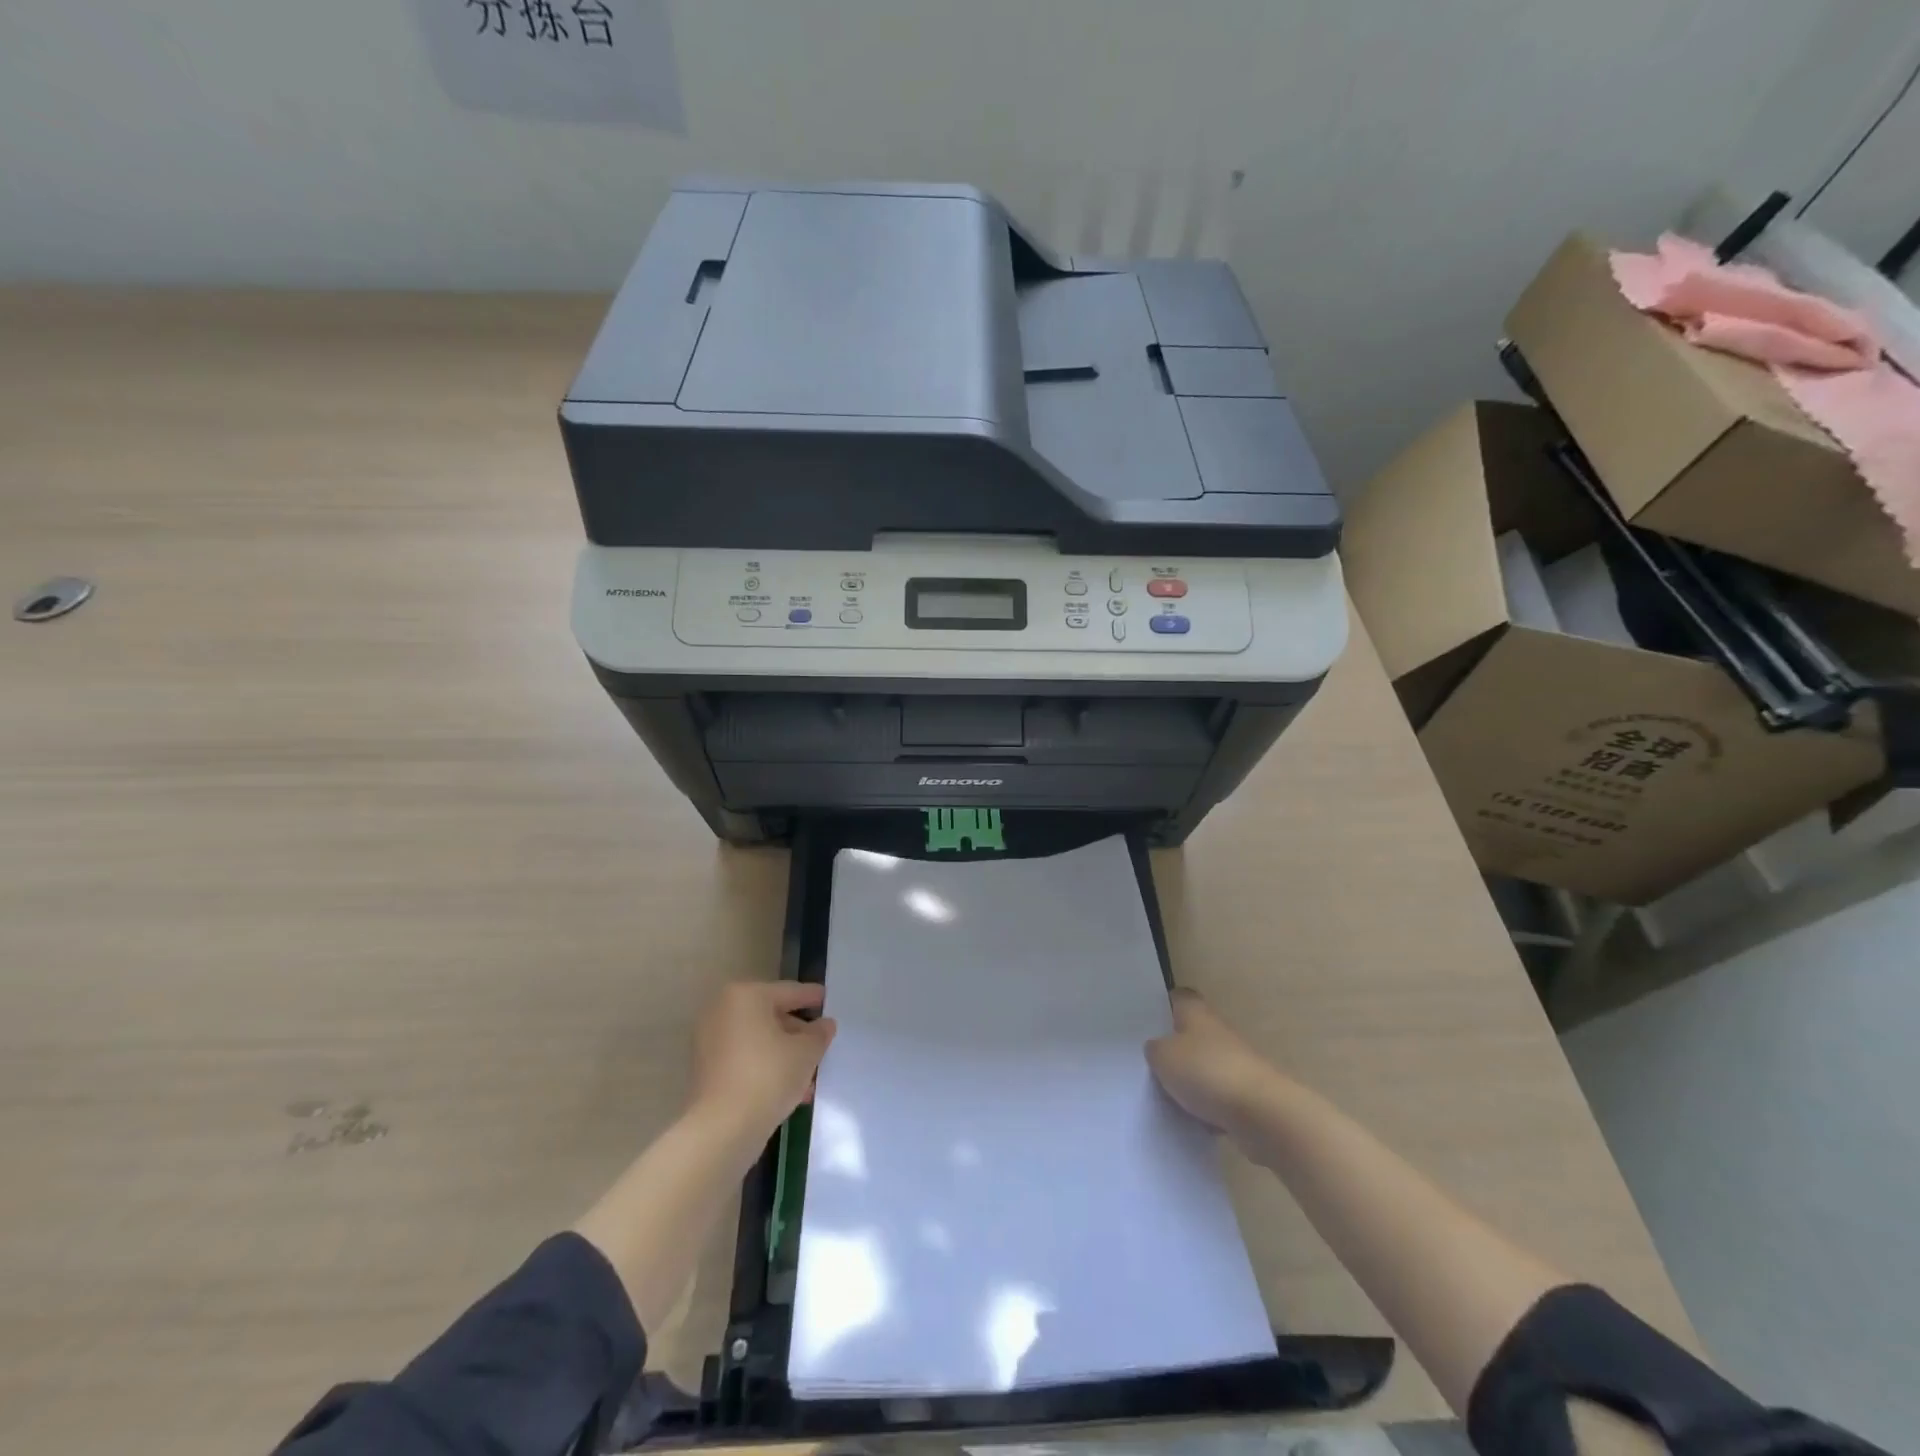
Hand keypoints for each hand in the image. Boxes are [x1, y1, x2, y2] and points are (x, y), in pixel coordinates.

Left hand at [686, 981, 836, 1145]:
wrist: (722, 1129)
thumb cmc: (768, 1076)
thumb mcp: (806, 1052)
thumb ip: (819, 1034)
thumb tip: (824, 1025)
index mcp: (746, 996)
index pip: (788, 991)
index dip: (811, 996)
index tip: (826, 998)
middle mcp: (722, 1011)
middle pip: (770, 1015)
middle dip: (797, 1031)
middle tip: (820, 1043)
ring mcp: (709, 1041)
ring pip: (758, 1040)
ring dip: (783, 1053)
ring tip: (809, 1073)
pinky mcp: (705, 1070)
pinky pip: (744, 1059)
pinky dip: (765, 1066)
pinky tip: (788, 1088)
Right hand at [1145, 988, 1280, 1132]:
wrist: (1263, 1114)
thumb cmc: (1207, 1072)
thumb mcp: (1163, 1057)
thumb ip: (1154, 1049)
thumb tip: (1156, 1049)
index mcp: (1197, 1013)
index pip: (1179, 997)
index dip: (1164, 1005)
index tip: (1146, 1020)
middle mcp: (1217, 1032)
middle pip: (1190, 1034)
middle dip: (1173, 1048)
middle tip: (1147, 1063)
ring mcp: (1235, 1063)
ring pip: (1203, 1067)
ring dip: (1189, 1081)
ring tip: (1163, 1096)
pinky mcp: (1246, 1095)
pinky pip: (1217, 1097)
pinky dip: (1206, 1108)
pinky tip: (1190, 1121)